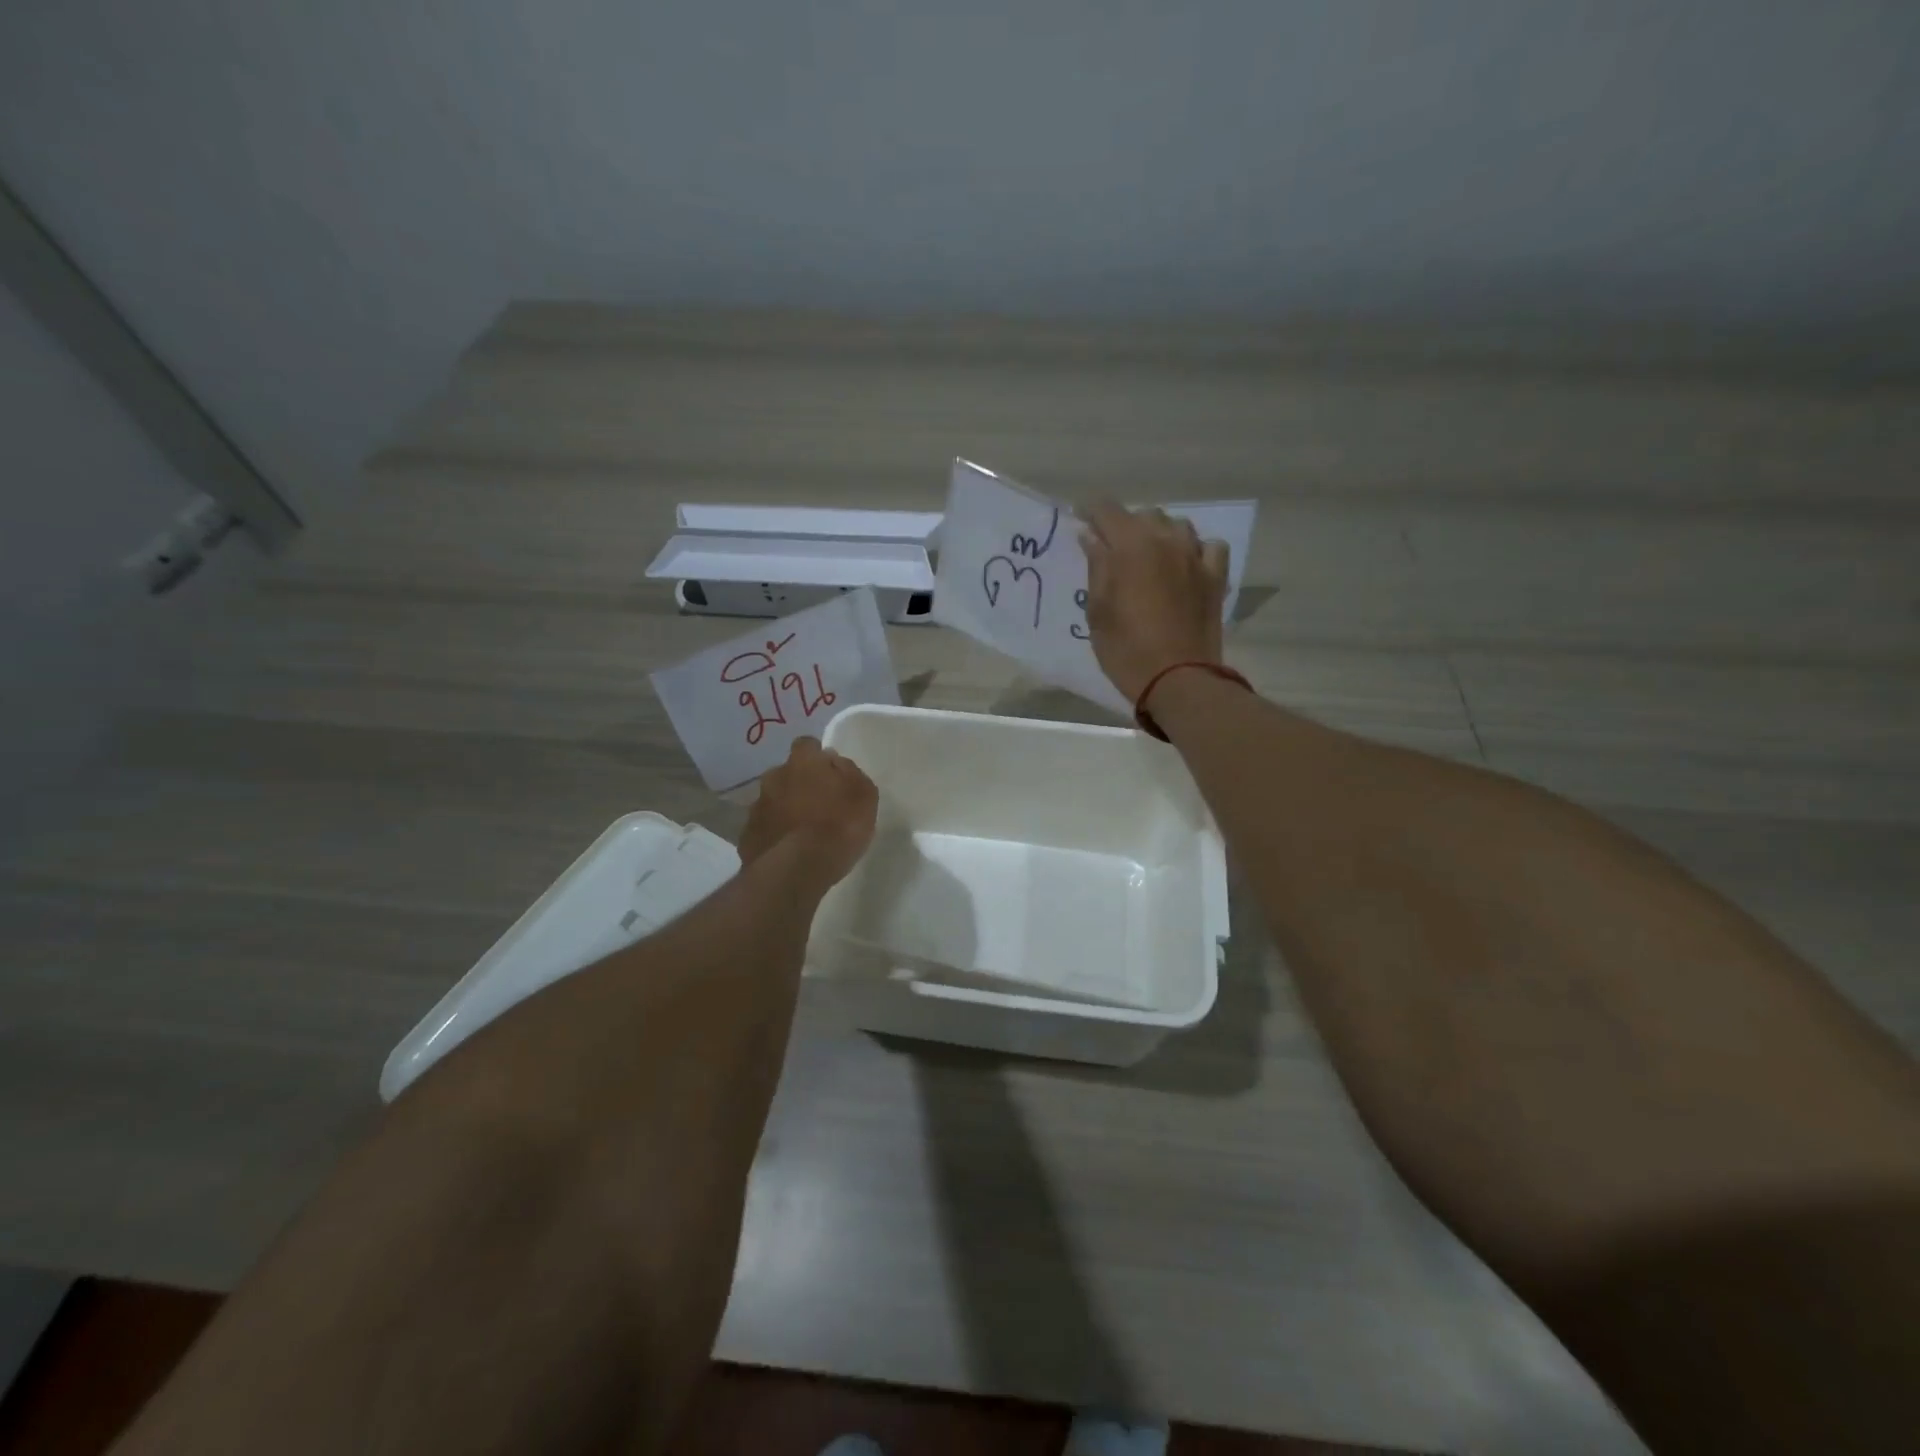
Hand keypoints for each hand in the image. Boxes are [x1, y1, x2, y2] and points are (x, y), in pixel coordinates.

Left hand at [738, 737, 877, 889]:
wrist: (797, 869)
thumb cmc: (839, 827)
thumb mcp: (864, 795)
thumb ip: (849, 772)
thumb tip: (834, 761)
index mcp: (803, 762)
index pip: (807, 744)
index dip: (817, 757)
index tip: (829, 773)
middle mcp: (774, 777)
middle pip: (786, 773)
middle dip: (798, 784)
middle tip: (817, 805)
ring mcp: (756, 807)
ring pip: (772, 801)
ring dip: (784, 810)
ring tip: (802, 832)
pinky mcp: (747, 836)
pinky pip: (763, 828)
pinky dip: (774, 834)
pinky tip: (788, 851)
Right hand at [1080, 503, 1229, 705]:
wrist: (1178, 679)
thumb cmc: (1126, 649)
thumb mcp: (1098, 611)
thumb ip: (1097, 568)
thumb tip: (1092, 537)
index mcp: (1130, 545)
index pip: (1106, 509)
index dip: (1089, 512)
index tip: (1079, 522)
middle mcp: (1166, 540)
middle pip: (1144, 515)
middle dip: (1125, 526)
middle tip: (1112, 551)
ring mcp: (1196, 556)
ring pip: (1177, 526)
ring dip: (1160, 534)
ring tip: (1149, 556)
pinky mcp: (1216, 577)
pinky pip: (1209, 547)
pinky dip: (1195, 549)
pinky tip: (1186, 565)